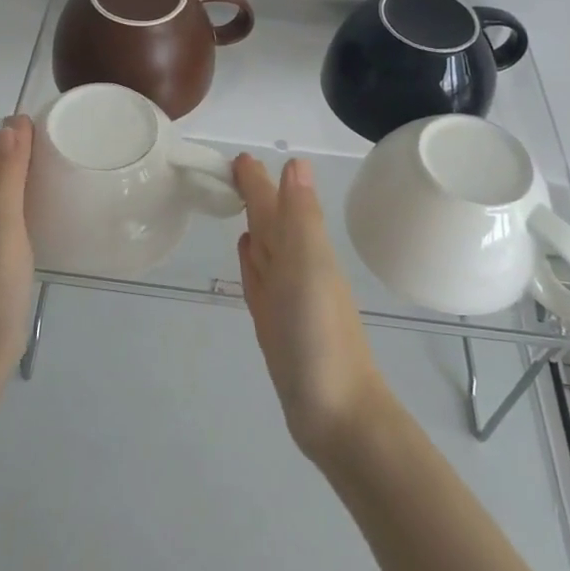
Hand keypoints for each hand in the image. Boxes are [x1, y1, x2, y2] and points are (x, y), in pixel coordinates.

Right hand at [232, 154, 387, 459]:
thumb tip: (295, 163)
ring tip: (238, 203)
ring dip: (254, 224)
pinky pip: (258, 279)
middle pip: (271, 221)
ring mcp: (285, 296)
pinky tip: (246, 252)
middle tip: (233, 170)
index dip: (259, 181)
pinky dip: (251, 261)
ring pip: (265, 247)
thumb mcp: (309, 266)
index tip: (239, 157)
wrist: (336, 413)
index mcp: (304, 248)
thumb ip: (300, 216)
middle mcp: (296, 266)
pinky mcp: (274, 322)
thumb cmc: (319, 335)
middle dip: (255, 195)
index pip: (276, 203)